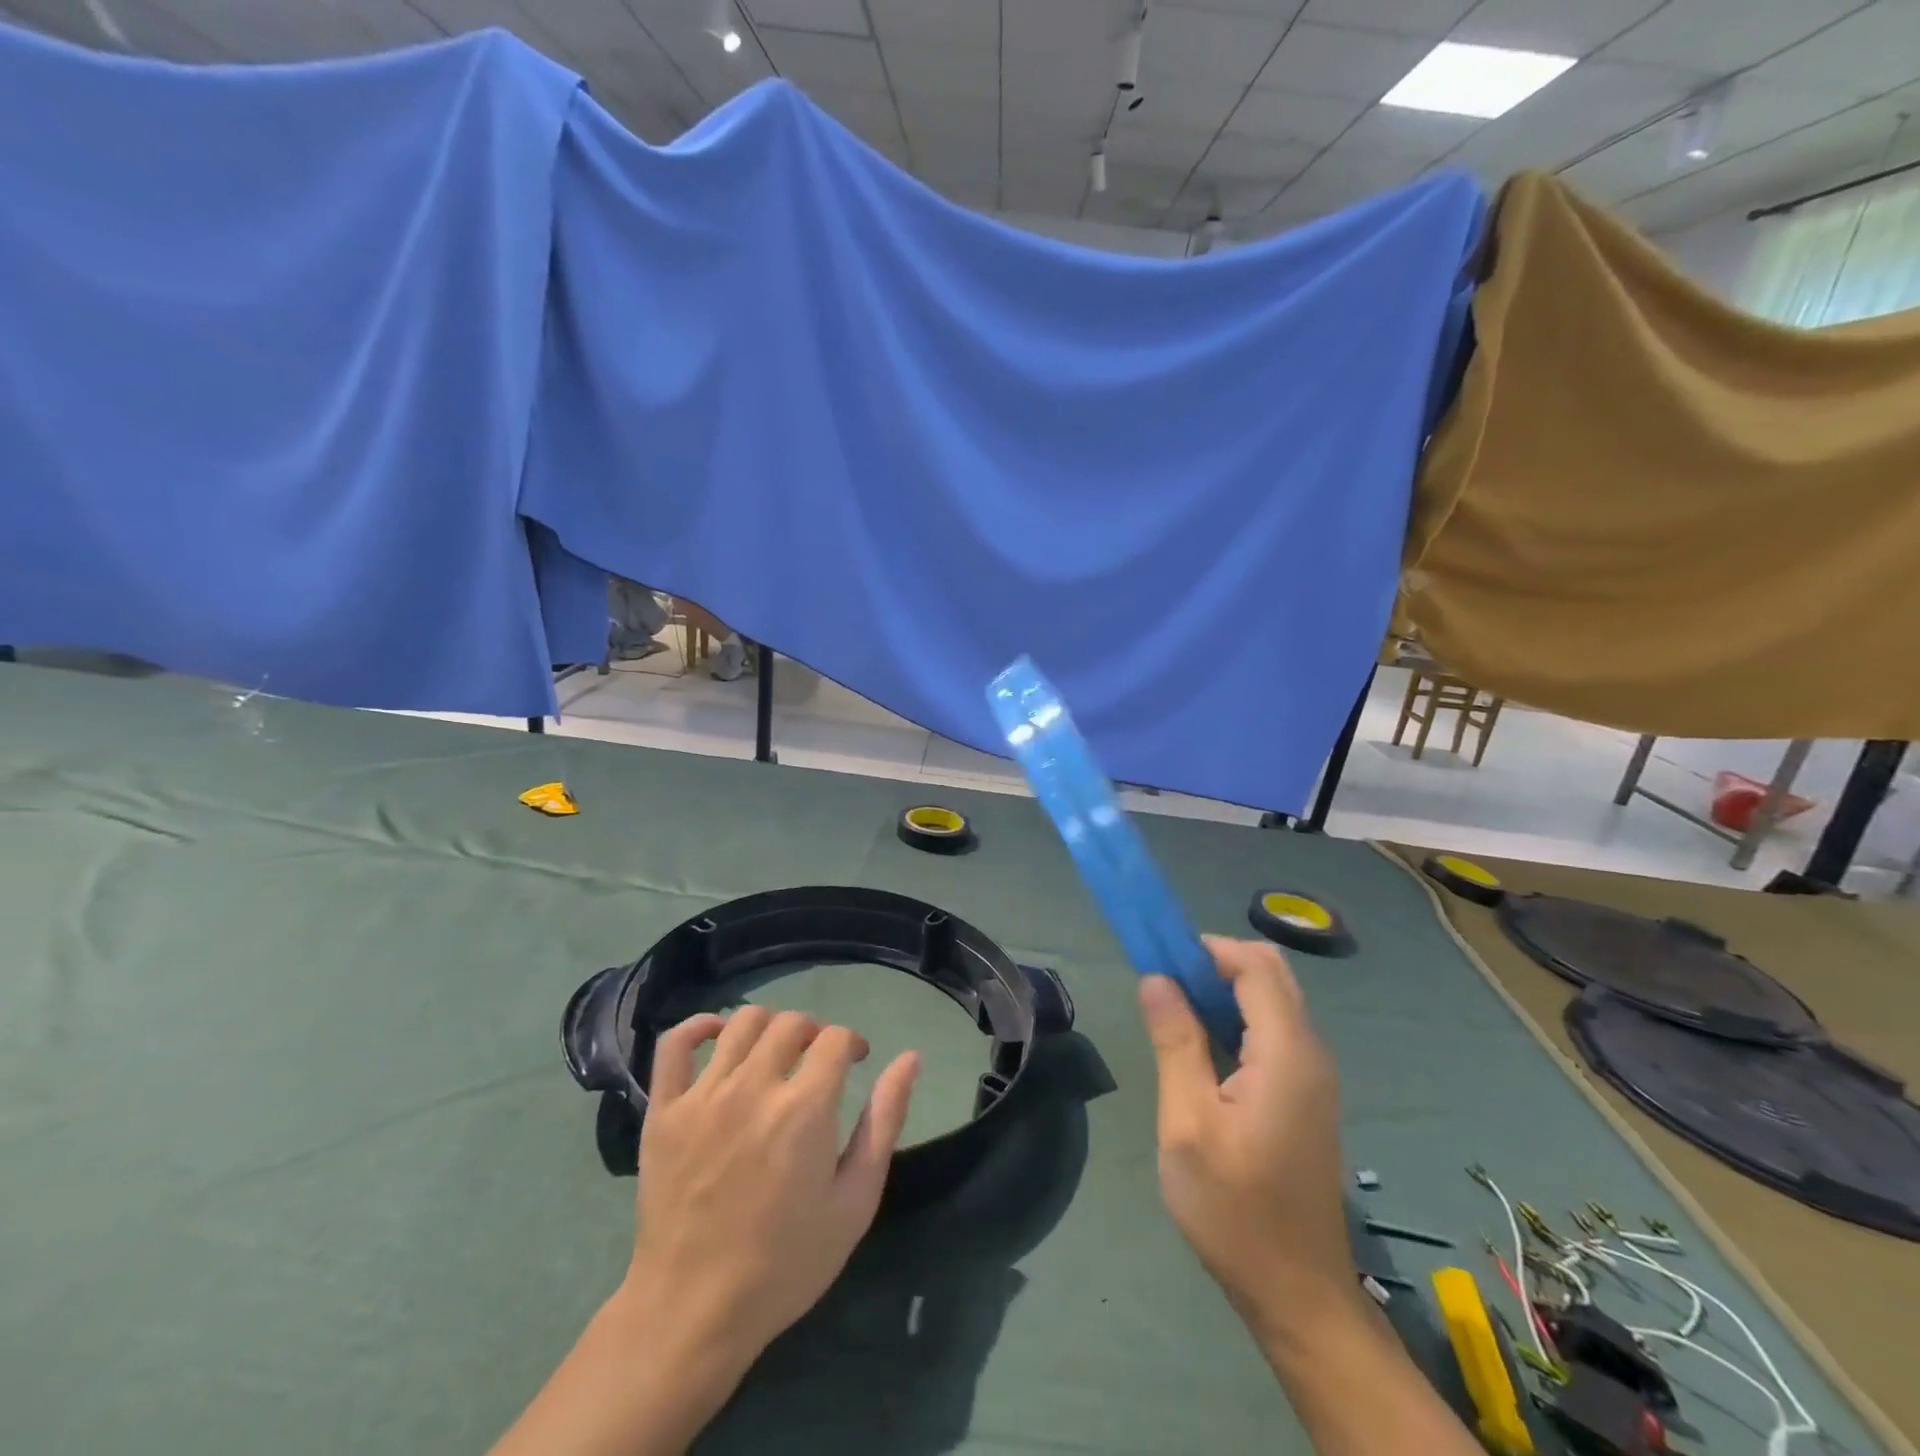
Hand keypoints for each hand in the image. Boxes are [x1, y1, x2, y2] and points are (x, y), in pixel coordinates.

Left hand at [622, 1006, 920, 1366]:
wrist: (694, 1312)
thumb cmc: (786, 1263)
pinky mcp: (664, 1110)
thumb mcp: (855, 1201)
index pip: (836, 1038)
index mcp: (805, 1109)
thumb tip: (910, 1059)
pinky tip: (719, 1035)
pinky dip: (699, 1026)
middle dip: (814, 1033)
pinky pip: (676, 1044)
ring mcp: (704, 1095)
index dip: (853, 1043)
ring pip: (742, 1022)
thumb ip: (884, 1122)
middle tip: (816, 1062)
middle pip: (792, 1023)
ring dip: (769, 1026)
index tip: (856, 1062)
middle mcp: (754, 1087)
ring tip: (775, 1053)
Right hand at [1139, 936, 1353, 1338]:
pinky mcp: (1307, 1096)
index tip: (1160, 956)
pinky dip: (1237, 1019)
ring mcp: (1314, 1077)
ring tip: (1175, 1013)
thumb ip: (1175, 1042)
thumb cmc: (1234, 1209)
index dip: (1208, 948)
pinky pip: (1274, 1032)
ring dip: (1225, 990)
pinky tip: (1203, 1049)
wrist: (1297, 1294)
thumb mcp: (1187, 1123)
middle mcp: (1311, 1054)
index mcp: (1287, 1053)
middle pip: (1271, 975)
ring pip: (1273, 1002)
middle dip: (1216, 963)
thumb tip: (1157, 978)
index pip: (1256, 965)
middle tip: (1166, 985)